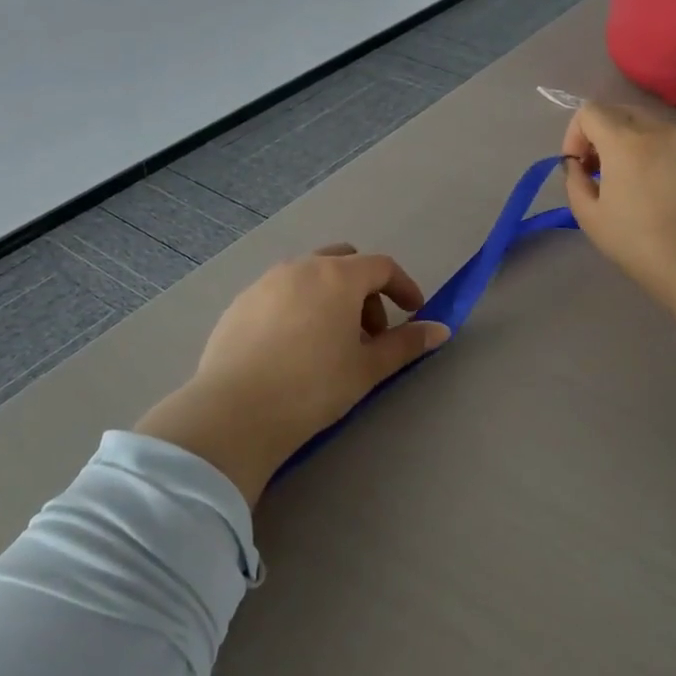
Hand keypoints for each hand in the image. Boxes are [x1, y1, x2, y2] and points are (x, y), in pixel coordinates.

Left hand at [135, 247, 448, 503]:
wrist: (235, 413)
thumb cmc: (312, 387)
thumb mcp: (366, 369)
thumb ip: (405, 344)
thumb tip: (441, 329)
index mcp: (336, 276)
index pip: (381, 267)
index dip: (404, 287)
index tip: (414, 312)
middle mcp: (300, 267)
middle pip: (344, 263)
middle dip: (365, 291)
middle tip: (369, 333)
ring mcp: (265, 282)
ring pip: (309, 276)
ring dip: (330, 297)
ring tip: (330, 343)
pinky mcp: (239, 303)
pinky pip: (280, 293)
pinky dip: (298, 307)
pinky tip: (292, 349)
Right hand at [562, 103, 675, 361]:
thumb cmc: (639, 242)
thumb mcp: (590, 217)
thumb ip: (575, 181)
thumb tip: (577, 166)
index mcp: (624, 141)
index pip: (589, 111)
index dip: (575, 135)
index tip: (578, 167)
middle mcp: (659, 131)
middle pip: (621, 112)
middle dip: (603, 135)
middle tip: (601, 171)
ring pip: (652, 128)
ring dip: (633, 145)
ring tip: (635, 183)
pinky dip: (662, 158)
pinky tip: (666, 194)